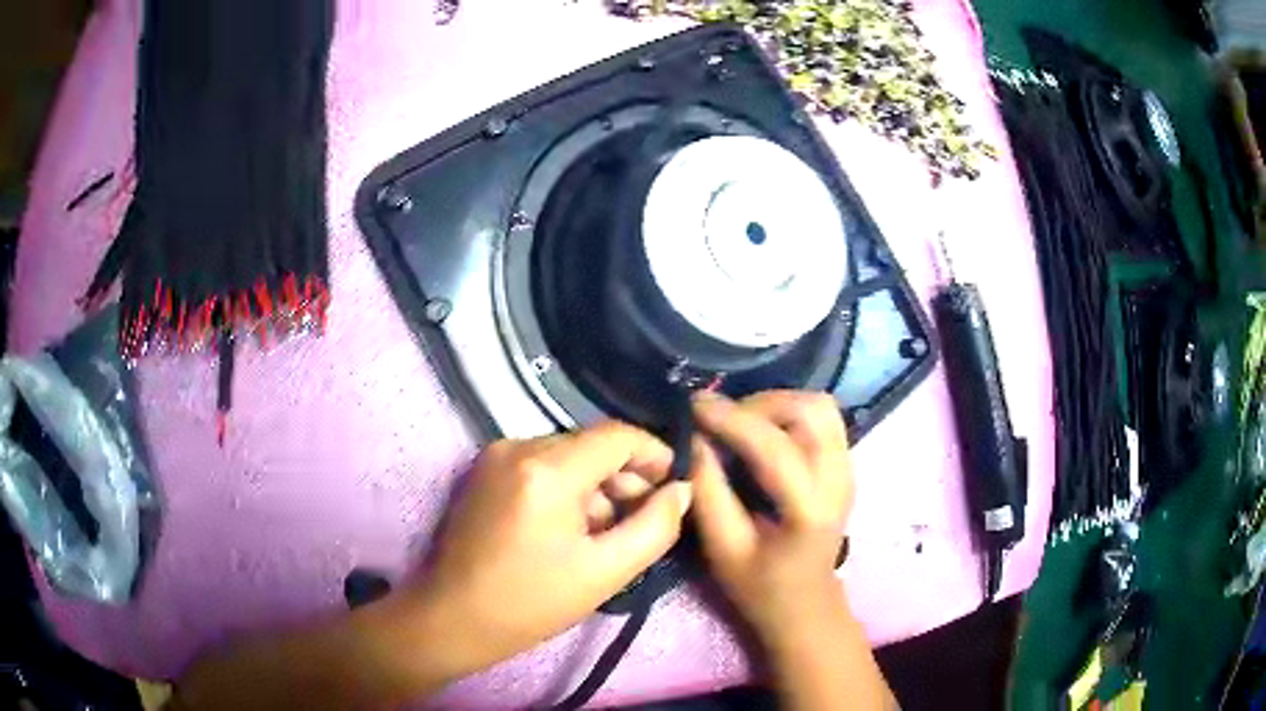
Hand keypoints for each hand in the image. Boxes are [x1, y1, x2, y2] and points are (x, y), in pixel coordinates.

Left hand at [412, 421, 692, 677]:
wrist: (454, 617)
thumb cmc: (531, 602)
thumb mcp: (606, 572)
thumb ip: (655, 526)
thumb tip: (681, 489)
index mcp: (547, 470)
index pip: (618, 436)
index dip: (654, 454)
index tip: (673, 486)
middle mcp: (518, 446)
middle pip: (592, 444)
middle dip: (625, 477)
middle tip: (643, 519)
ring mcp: (496, 455)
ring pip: (568, 454)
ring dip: (596, 485)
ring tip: (605, 533)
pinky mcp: (485, 469)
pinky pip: (542, 464)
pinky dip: (567, 487)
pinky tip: (571, 528)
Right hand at [690, 391, 854, 648]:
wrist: (805, 602)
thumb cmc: (759, 585)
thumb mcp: (723, 549)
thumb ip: (708, 493)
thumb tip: (694, 438)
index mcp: (810, 510)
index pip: (776, 448)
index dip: (733, 420)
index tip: (694, 405)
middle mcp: (839, 479)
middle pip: (809, 410)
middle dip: (758, 404)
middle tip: (720, 421)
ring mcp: (848, 467)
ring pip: (819, 405)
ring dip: (776, 403)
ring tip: (740, 423)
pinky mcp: (845, 462)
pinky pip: (821, 417)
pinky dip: (789, 411)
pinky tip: (763, 431)